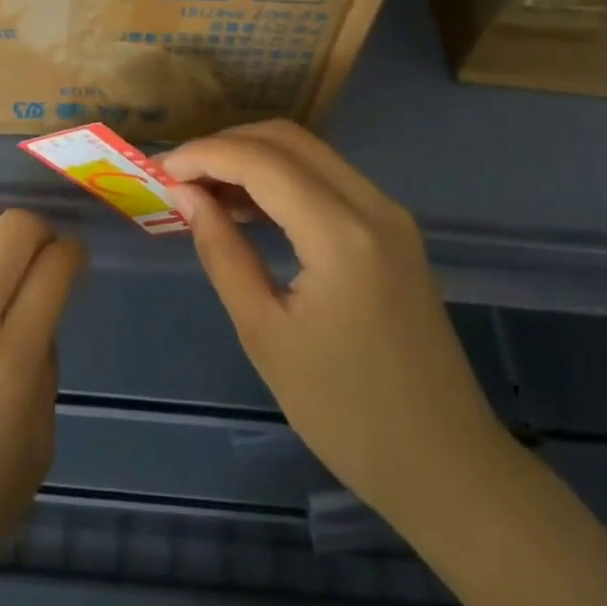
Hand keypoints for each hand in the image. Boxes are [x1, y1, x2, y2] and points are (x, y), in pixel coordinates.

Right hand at [163, 120, 501, 521]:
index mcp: (341, 234)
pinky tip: (250, 207)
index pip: (261, 160)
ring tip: (205, 191)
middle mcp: (371, 205)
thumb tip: (187, 196)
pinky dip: (283, 178)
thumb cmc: (346, 413)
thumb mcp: (265, 334)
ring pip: (309, 153)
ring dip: (254, 158)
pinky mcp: (394, 229)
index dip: (204, 155)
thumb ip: (222, 252)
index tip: (160, 171)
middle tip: (180, 177)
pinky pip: (328, 179)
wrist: (447, 466)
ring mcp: (389, 214)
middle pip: (287, 139)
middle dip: (226, 146)